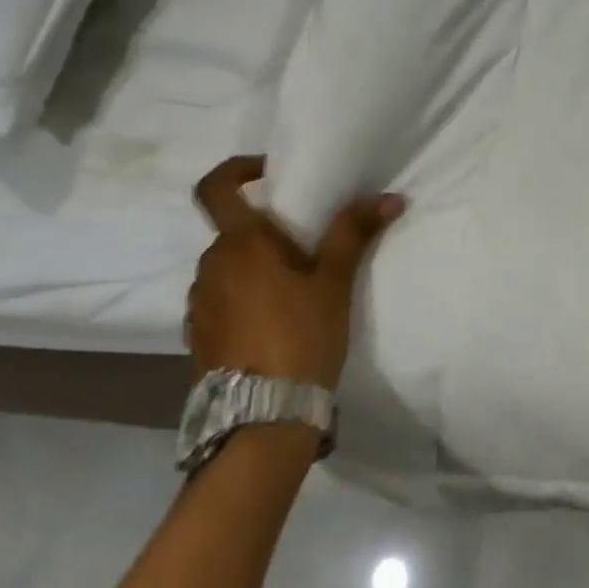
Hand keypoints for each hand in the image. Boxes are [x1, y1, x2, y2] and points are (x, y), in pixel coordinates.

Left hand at [187, 155, 404, 388]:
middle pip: (232, 231)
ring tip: (294, 291)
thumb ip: (355, 234)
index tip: (269, 173)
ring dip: (254, 267)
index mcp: (240, 244)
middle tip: (306, 248)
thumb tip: (390, 196)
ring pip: (227, 267)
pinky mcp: (198, 335)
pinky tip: (273, 323)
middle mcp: (210, 266)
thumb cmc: (301, 336)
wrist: (262, 417)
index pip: (215, 187)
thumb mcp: (334, 283)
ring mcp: (199, 303)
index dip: (237, 170)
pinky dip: (243, 297)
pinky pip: (220, 299)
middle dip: (266, 232)